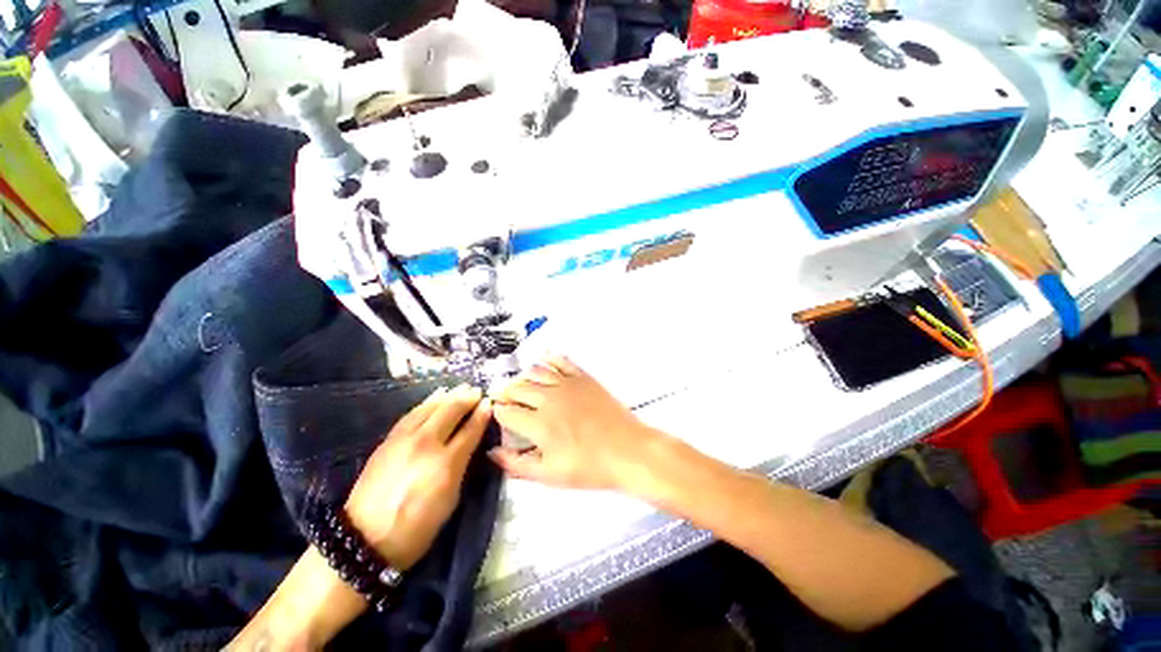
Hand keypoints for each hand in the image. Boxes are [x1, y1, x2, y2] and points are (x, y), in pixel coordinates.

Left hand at [345, 385, 491, 568]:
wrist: (364, 539)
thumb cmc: (417, 527)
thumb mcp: (450, 499)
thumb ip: (461, 466)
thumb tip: (468, 443)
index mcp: (446, 463)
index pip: (470, 429)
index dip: (482, 414)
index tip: (490, 403)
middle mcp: (426, 444)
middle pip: (451, 410)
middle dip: (467, 398)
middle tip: (477, 391)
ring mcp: (404, 439)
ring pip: (430, 407)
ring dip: (448, 396)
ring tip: (460, 388)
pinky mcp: (388, 440)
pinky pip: (412, 414)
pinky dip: (426, 403)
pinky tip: (434, 398)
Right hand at [489, 356, 670, 492]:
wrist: (627, 450)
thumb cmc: (590, 467)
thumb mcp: (550, 475)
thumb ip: (517, 465)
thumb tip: (493, 452)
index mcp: (539, 424)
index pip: (506, 411)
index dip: (498, 413)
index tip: (498, 416)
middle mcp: (549, 398)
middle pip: (517, 387)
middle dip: (507, 394)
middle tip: (507, 402)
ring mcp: (567, 383)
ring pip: (535, 371)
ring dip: (523, 378)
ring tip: (522, 387)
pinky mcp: (582, 377)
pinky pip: (560, 361)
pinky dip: (547, 360)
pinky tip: (543, 364)